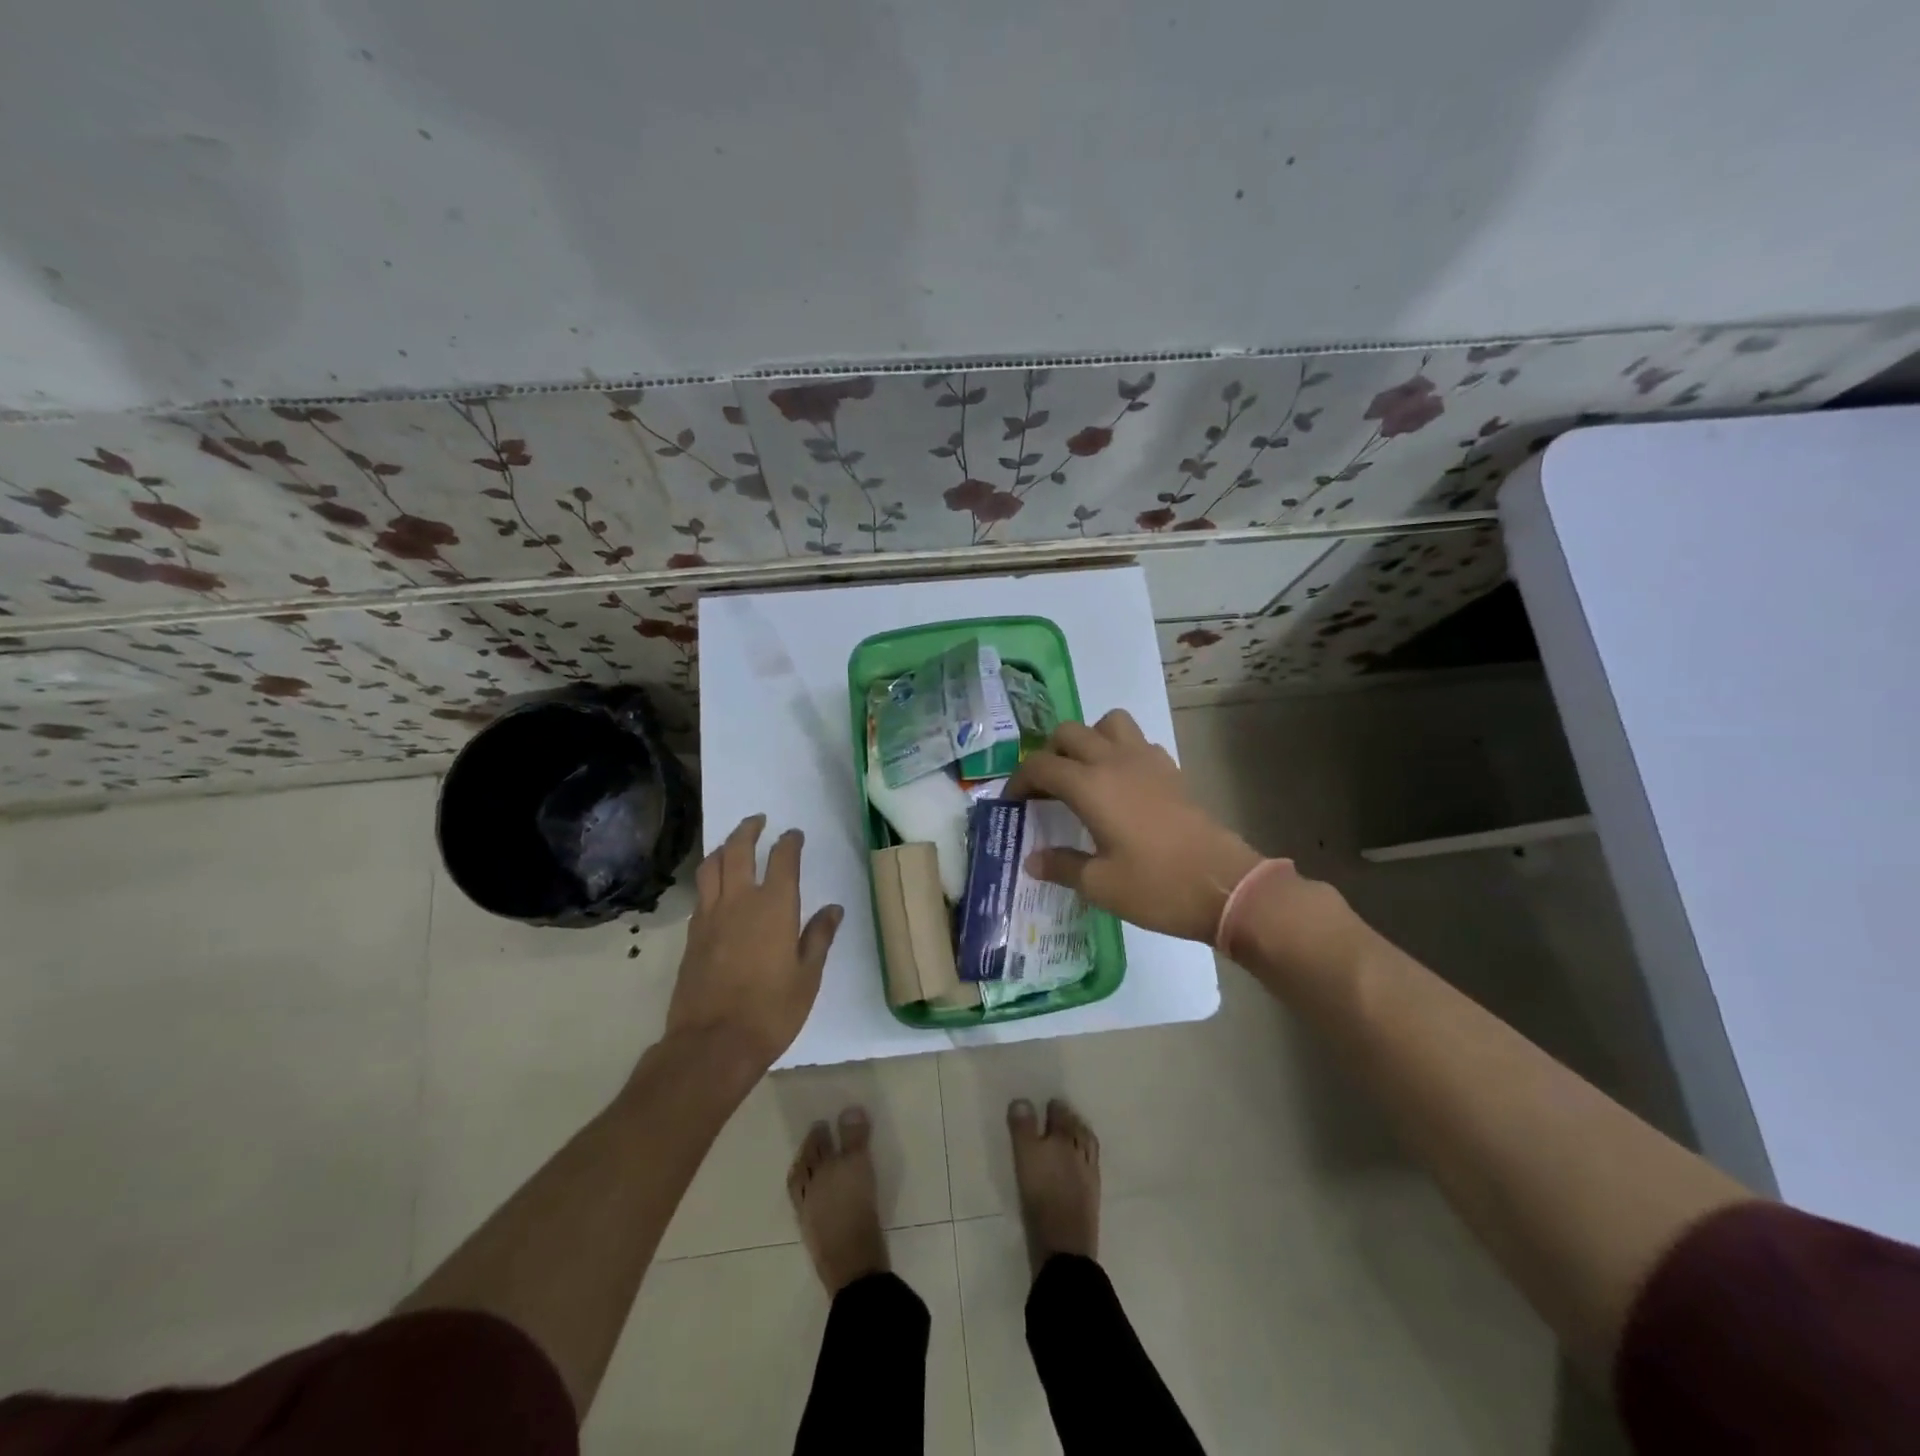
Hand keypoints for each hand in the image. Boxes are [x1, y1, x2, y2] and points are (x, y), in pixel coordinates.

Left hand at [666, 814, 842, 1070]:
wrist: (712, 1044)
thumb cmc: (771, 1011)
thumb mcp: (807, 977)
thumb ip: (818, 937)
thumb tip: (833, 909)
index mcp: (774, 906)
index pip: (782, 859)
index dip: (789, 842)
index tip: (794, 834)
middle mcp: (739, 901)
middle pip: (737, 850)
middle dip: (748, 830)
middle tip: (758, 821)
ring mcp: (710, 917)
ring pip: (710, 867)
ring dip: (722, 848)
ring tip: (731, 844)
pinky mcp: (692, 936)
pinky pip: (700, 893)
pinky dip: (709, 878)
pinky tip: (716, 887)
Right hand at [1005, 710, 1261, 942]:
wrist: (1225, 886)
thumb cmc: (1157, 887)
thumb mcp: (1100, 885)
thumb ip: (1061, 866)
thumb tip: (1032, 860)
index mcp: (1090, 786)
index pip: (1040, 765)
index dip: (1019, 780)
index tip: (1012, 802)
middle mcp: (1114, 762)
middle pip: (1070, 733)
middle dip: (1049, 754)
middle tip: (1046, 788)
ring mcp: (1147, 761)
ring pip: (1108, 723)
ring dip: (1089, 739)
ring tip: (1084, 773)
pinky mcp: (1170, 770)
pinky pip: (1137, 741)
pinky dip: (1120, 750)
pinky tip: (1121, 784)